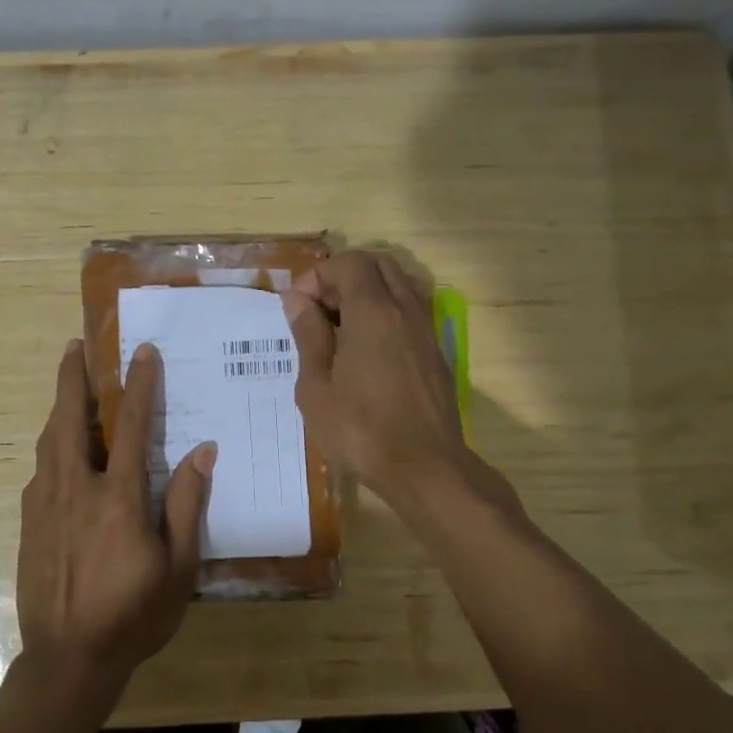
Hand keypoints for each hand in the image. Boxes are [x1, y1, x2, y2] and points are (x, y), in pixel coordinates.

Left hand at [16, 340, 215, 690]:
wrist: (66, 659)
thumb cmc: (133, 615)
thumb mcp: (178, 568)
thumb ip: (187, 505)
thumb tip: (202, 451)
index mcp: (118, 497)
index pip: (131, 425)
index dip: (140, 384)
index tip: (143, 351)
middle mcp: (76, 488)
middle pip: (70, 418)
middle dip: (72, 377)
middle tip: (75, 345)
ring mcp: (45, 504)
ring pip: (49, 440)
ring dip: (59, 407)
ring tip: (66, 385)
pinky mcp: (27, 522)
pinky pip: (40, 470)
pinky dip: (51, 446)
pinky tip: (58, 450)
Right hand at [282, 250, 474, 506]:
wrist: (425, 469)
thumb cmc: (361, 430)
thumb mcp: (317, 386)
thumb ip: (309, 335)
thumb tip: (298, 300)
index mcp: (373, 312)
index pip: (349, 263)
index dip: (318, 275)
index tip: (297, 305)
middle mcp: (405, 310)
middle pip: (379, 265)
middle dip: (344, 277)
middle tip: (319, 310)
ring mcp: (426, 330)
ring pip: (398, 285)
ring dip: (366, 293)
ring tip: (338, 330)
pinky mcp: (435, 353)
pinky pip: (408, 312)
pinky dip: (384, 313)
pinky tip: (363, 351)